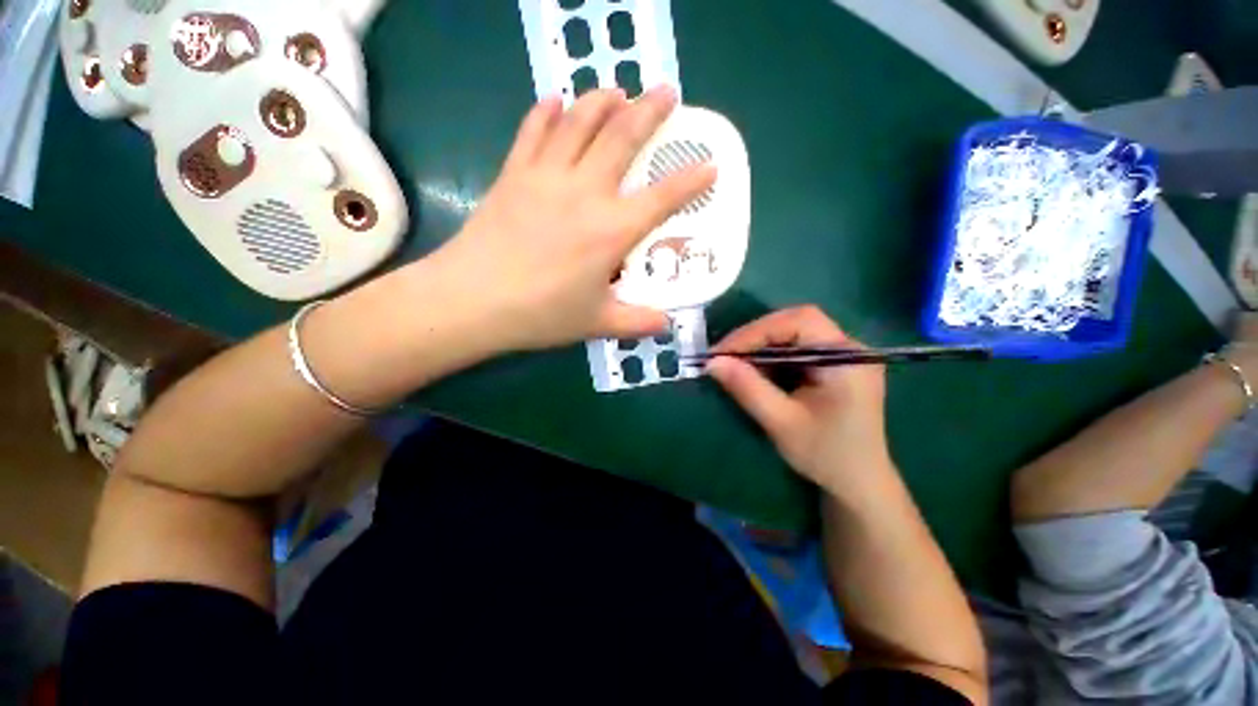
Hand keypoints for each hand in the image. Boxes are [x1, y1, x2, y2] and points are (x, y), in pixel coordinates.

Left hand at [429, 86, 716, 351]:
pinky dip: (545, 111)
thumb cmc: (541, 314)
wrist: (473, 300)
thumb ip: (637, 322)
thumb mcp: (597, 323)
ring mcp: (546, 177)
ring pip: (579, 122)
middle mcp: (585, 193)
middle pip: (622, 138)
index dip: (691, 181)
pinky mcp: (514, 174)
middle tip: (666, 92)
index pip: (662, 199)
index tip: (710, 165)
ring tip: (617, 90)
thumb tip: (667, 324)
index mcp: (611, 231)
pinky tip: (554, 101)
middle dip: (650, 111)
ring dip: (602, 100)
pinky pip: (532, 131)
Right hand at [707, 306, 891, 491]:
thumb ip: (747, 388)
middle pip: (796, 322)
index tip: (723, 352)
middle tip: (725, 356)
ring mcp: (843, 355)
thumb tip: (712, 362)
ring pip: (793, 333)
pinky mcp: (833, 365)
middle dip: (756, 336)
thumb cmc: (826, 455)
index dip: (757, 331)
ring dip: (760, 345)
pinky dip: (771, 356)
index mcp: (847, 358)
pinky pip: (796, 348)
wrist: (859, 482)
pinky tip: (756, 372)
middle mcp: (849, 348)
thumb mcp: (781, 422)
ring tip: (735, 364)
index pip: (799, 322)